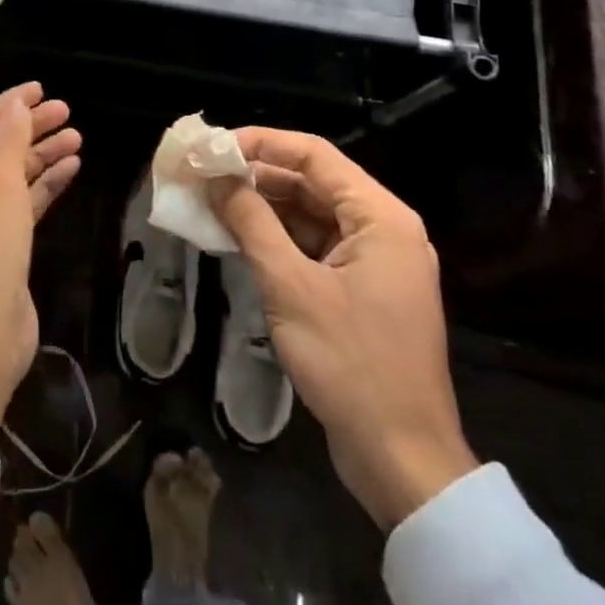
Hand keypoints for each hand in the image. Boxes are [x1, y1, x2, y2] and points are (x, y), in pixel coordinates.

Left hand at [0, 83, 81, 434]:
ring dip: (42, 155)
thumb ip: (11, 139)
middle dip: (29, 129)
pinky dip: (44, 184)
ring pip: (11, 174)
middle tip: (66, 112)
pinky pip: (21, 200)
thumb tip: (17, 104)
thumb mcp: (0, 183)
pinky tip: (72, 167)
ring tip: (77, 137)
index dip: (6, 105)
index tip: (39, 90)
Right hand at [212, 129, 477, 529]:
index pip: (314, 156)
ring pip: (310, 215)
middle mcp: (383, 229)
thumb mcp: (290, 286)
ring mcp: (374, 262)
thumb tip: (215, 178)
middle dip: (256, 177)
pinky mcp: (361, 291)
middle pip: (312, 183)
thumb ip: (251, 222)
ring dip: (262, 208)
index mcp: (381, 217)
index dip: (261, 143)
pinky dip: (277, 240)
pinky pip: (314, 247)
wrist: (402, 460)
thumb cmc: (350, 364)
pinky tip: (237, 239)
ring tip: (210, 203)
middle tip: (203, 176)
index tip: (212, 148)